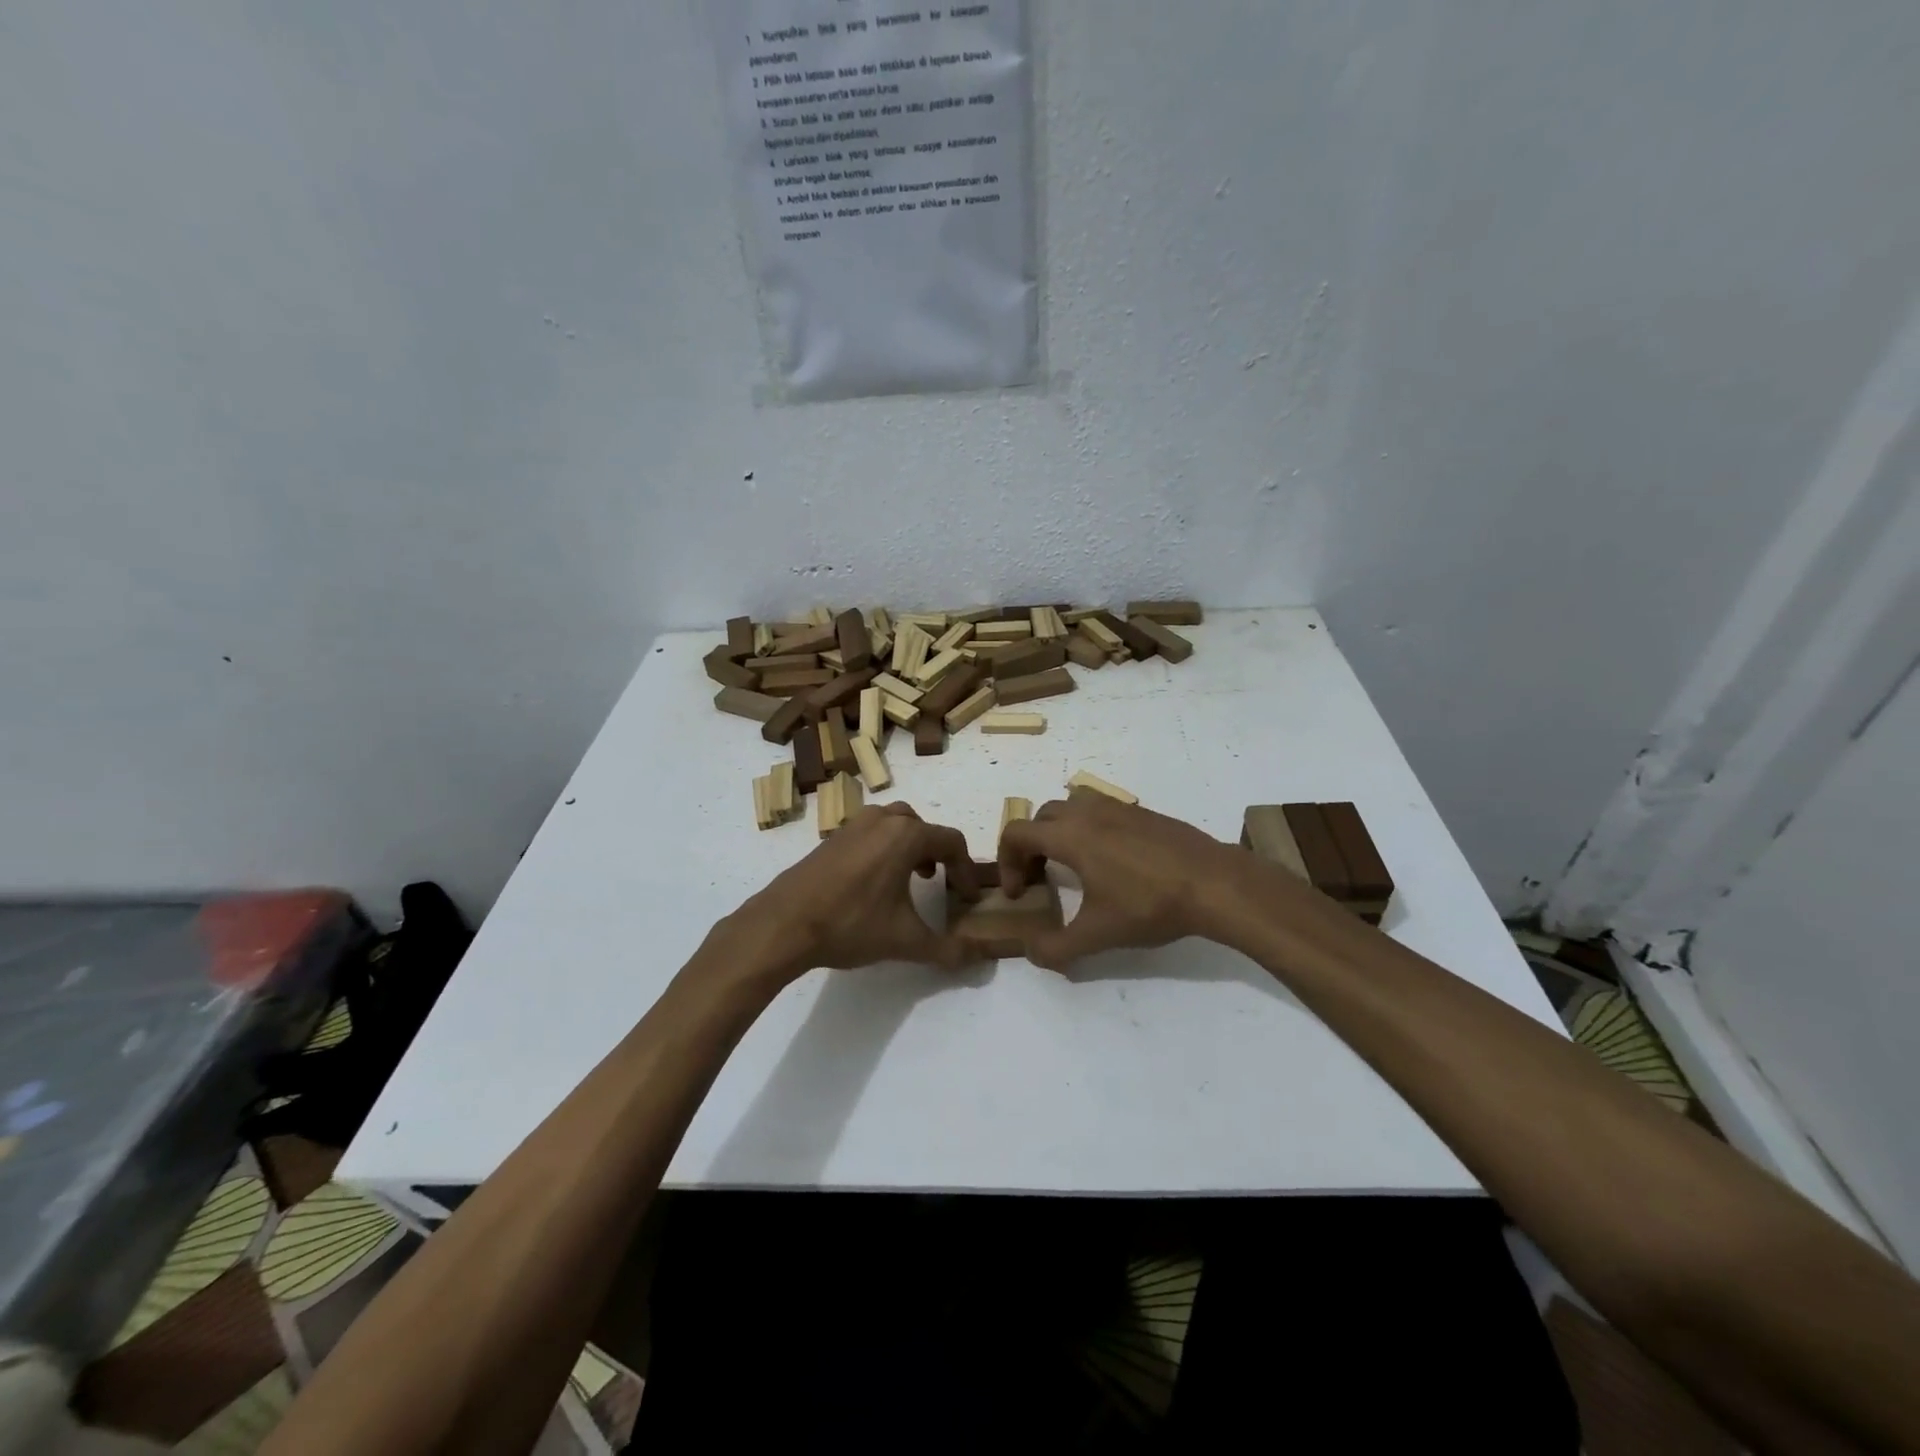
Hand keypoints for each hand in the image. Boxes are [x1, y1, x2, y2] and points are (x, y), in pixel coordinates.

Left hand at [726, 803, 981, 980]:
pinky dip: (884, 848)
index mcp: (906, 835)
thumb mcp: (906, 941)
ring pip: (894, 824)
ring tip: (912, 878)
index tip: (968, 898)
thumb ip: (948, 949)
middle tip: (941, 881)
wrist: (784, 923)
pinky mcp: (832, 838)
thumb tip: (979, 957)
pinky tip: (875, 883)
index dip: (966, 870)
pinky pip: (870, 833)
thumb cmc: (851, 924)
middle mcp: (882, 820)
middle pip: (923, 826)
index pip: (952, 842)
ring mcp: (853, 826)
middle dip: (938, 852)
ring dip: (910, 846)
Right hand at [996, 792, 1243, 968]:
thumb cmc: (1149, 906)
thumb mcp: (1098, 936)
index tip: (1019, 893)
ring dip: (1059, 830)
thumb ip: (1056, 948)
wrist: (1214, 884)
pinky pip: (1101, 810)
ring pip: (1072, 805)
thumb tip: (1031, 953)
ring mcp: (1119, 808)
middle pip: (1041, 817)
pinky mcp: (1144, 813)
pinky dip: (1089, 828)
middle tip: (1038, 878)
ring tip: (1070, 863)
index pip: (1017, 833)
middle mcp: (1089, 812)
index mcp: (1070, 836)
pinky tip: (1111, 862)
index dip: (1007, 862)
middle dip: (1030, 846)